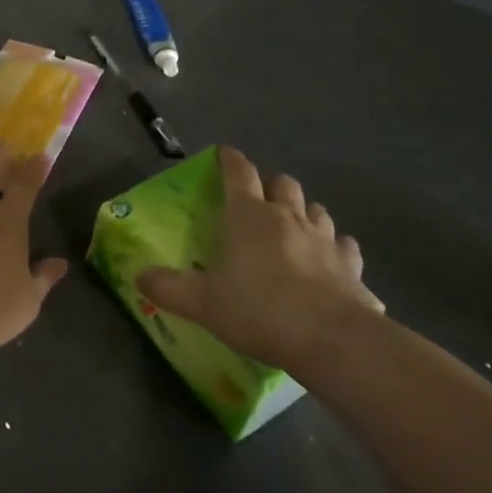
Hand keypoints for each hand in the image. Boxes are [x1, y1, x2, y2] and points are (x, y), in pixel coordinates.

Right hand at [138, 147, 382, 372]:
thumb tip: (139, 275)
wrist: (332, 339)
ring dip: (305, 212)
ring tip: (296, 225)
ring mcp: (326, 240)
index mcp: (249, 216)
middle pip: (283, 184)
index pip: (239, 174)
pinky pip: (346, 248)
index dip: (230, 160)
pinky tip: (333, 261)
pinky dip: (337, 248)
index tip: (225, 152)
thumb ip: (168, 287)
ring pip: (317, 210)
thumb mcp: (202, 302)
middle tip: (260, 198)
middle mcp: (289, 218)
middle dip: (271, 185)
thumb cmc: (259, 310)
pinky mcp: (352, 267)